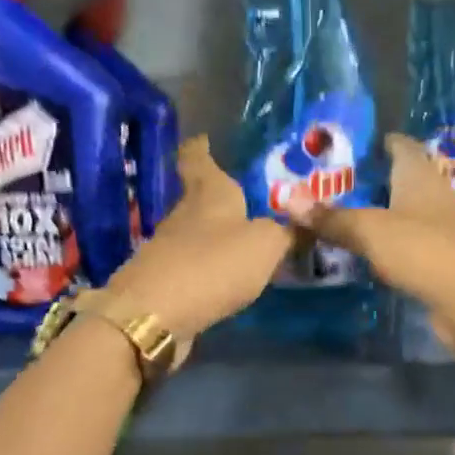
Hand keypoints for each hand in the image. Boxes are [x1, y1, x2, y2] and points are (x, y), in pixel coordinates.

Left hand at [104, 137, 292, 339]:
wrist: (155, 315)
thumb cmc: (213, 264)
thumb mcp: (265, 245)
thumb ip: (285, 232)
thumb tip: (299, 223)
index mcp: (208, 193)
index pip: (197, 159)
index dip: (200, 148)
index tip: (203, 139)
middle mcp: (184, 214)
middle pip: (198, 197)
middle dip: (218, 197)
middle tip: (247, 198)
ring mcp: (169, 249)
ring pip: (195, 232)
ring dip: (215, 235)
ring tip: (243, 241)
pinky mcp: (165, 281)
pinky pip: (192, 265)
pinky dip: (208, 266)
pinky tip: (226, 276)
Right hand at [281, 135, 454, 356]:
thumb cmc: (425, 251)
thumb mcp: (371, 230)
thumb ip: (332, 217)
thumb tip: (287, 198)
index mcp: (420, 176)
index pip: (400, 146)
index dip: (376, 142)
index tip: (345, 147)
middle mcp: (432, 198)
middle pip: (397, 182)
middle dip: (366, 183)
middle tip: (324, 187)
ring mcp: (438, 233)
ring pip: (400, 218)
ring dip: (373, 218)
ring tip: (333, 219)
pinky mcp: (438, 265)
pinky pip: (403, 249)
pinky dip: (383, 249)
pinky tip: (358, 256)